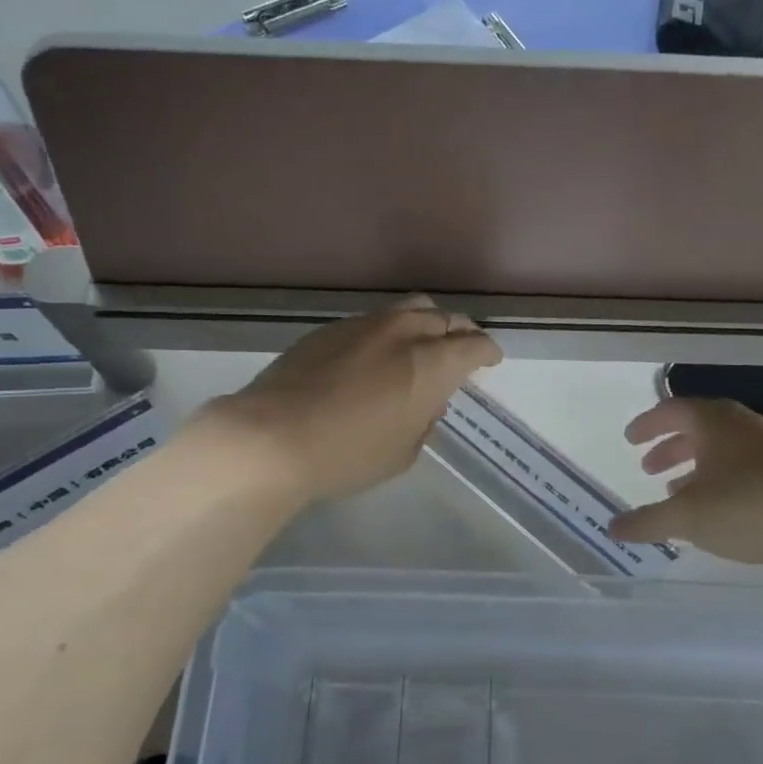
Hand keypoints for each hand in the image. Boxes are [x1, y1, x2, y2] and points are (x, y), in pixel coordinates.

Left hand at [201, 295, 502, 503]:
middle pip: (444, 318)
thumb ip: (423, 420)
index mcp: (430, 363)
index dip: (487, 351)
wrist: (272, 436)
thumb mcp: (402, 452)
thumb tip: (427, 401)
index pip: (474, 344)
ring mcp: (364, 325)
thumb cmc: (347, 455)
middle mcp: (402, 333)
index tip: (490, 359)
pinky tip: (376, 353)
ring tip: (422, 342)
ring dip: (425, 323)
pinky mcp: (330, 329)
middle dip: (460, 332)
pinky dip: (389, 330)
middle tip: (461, 348)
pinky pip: (373, 320)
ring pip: (408, 308)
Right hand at [608, 398, 762, 570]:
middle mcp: (743, 424)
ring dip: (698, 467)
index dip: (647, 425)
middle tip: (649, 468)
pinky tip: (724, 510)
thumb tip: (612, 527)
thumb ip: (647, 521)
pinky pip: (747, 468)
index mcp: (713, 421)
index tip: (630, 440)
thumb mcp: (688, 517)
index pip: (671, 411)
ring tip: (681, 492)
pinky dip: (725, 481)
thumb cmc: (750, 506)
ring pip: (725, 449)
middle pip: (698, 428)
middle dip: (671, 447)